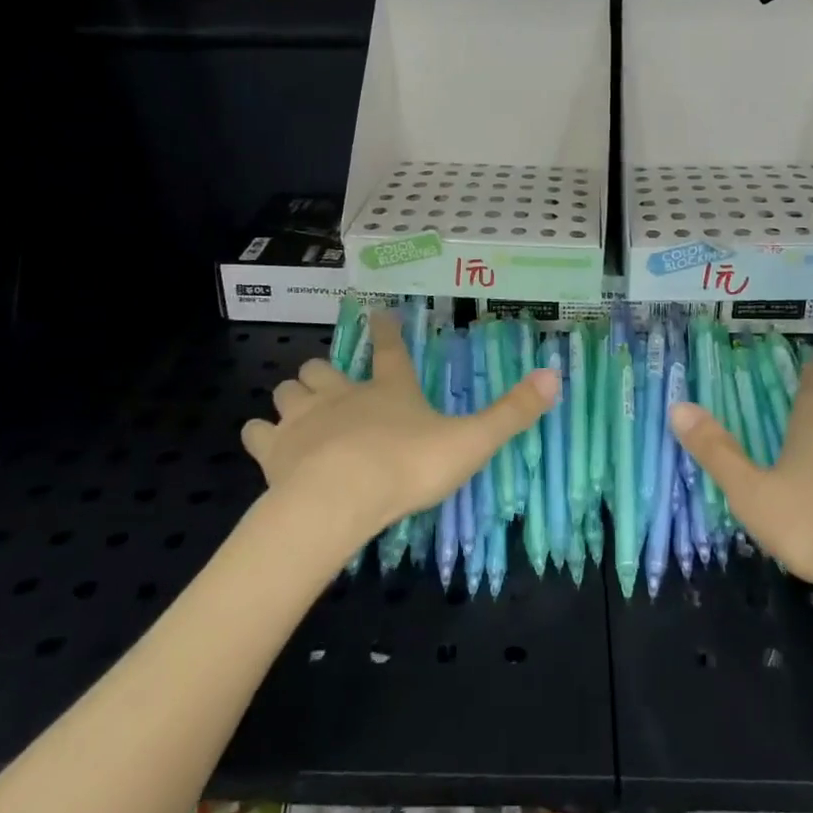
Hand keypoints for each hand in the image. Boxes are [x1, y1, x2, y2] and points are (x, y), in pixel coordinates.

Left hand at [242, 313, 557, 547]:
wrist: (340, 498)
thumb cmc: (408, 466)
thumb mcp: (471, 440)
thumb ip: (511, 412)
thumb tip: (554, 375)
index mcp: (388, 389)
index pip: (390, 348)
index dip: (386, 329)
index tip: (377, 313)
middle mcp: (342, 394)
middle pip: (324, 369)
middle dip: (325, 371)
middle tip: (330, 379)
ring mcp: (304, 419)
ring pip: (288, 391)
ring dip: (292, 396)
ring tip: (296, 406)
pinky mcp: (275, 450)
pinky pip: (257, 433)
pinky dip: (260, 434)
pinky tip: (263, 440)